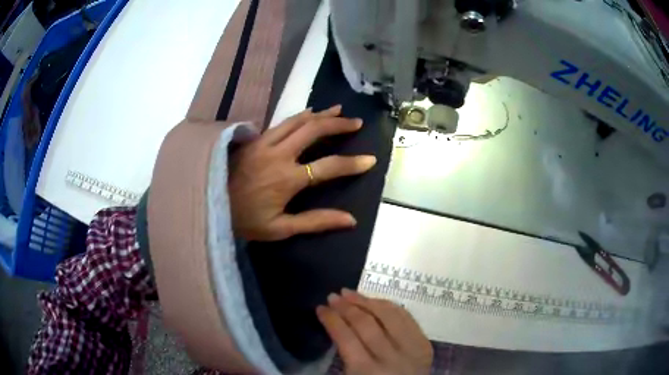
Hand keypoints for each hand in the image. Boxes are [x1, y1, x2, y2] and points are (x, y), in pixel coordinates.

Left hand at [228, 105, 376, 241]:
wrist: (210, 205)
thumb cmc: (245, 221)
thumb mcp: (280, 229)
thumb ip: (315, 222)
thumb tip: (350, 220)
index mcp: (287, 179)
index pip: (328, 167)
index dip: (352, 164)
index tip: (370, 159)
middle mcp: (278, 155)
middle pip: (313, 131)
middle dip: (338, 125)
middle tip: (356, 123)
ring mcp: (264, 143)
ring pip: (297, 120)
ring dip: (320, 114)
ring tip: (339, 110)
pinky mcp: (253, 139)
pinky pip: (281, 122)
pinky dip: (299, 116)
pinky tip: (308, 113)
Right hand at [317, 289, 432, 374]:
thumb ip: (346, 355)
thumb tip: (336, 324)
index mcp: (366, 371)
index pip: (345, 338)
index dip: (331, 320)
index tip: (320, 308)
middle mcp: (390, 357)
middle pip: (366, 324)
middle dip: (346, 307)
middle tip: (333, 296)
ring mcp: (411, 348)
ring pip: (389, 315)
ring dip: (367, 300)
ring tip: (350, 293)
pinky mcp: (424, 343)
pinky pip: (407, 317)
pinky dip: (389, 306)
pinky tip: (376, 300)